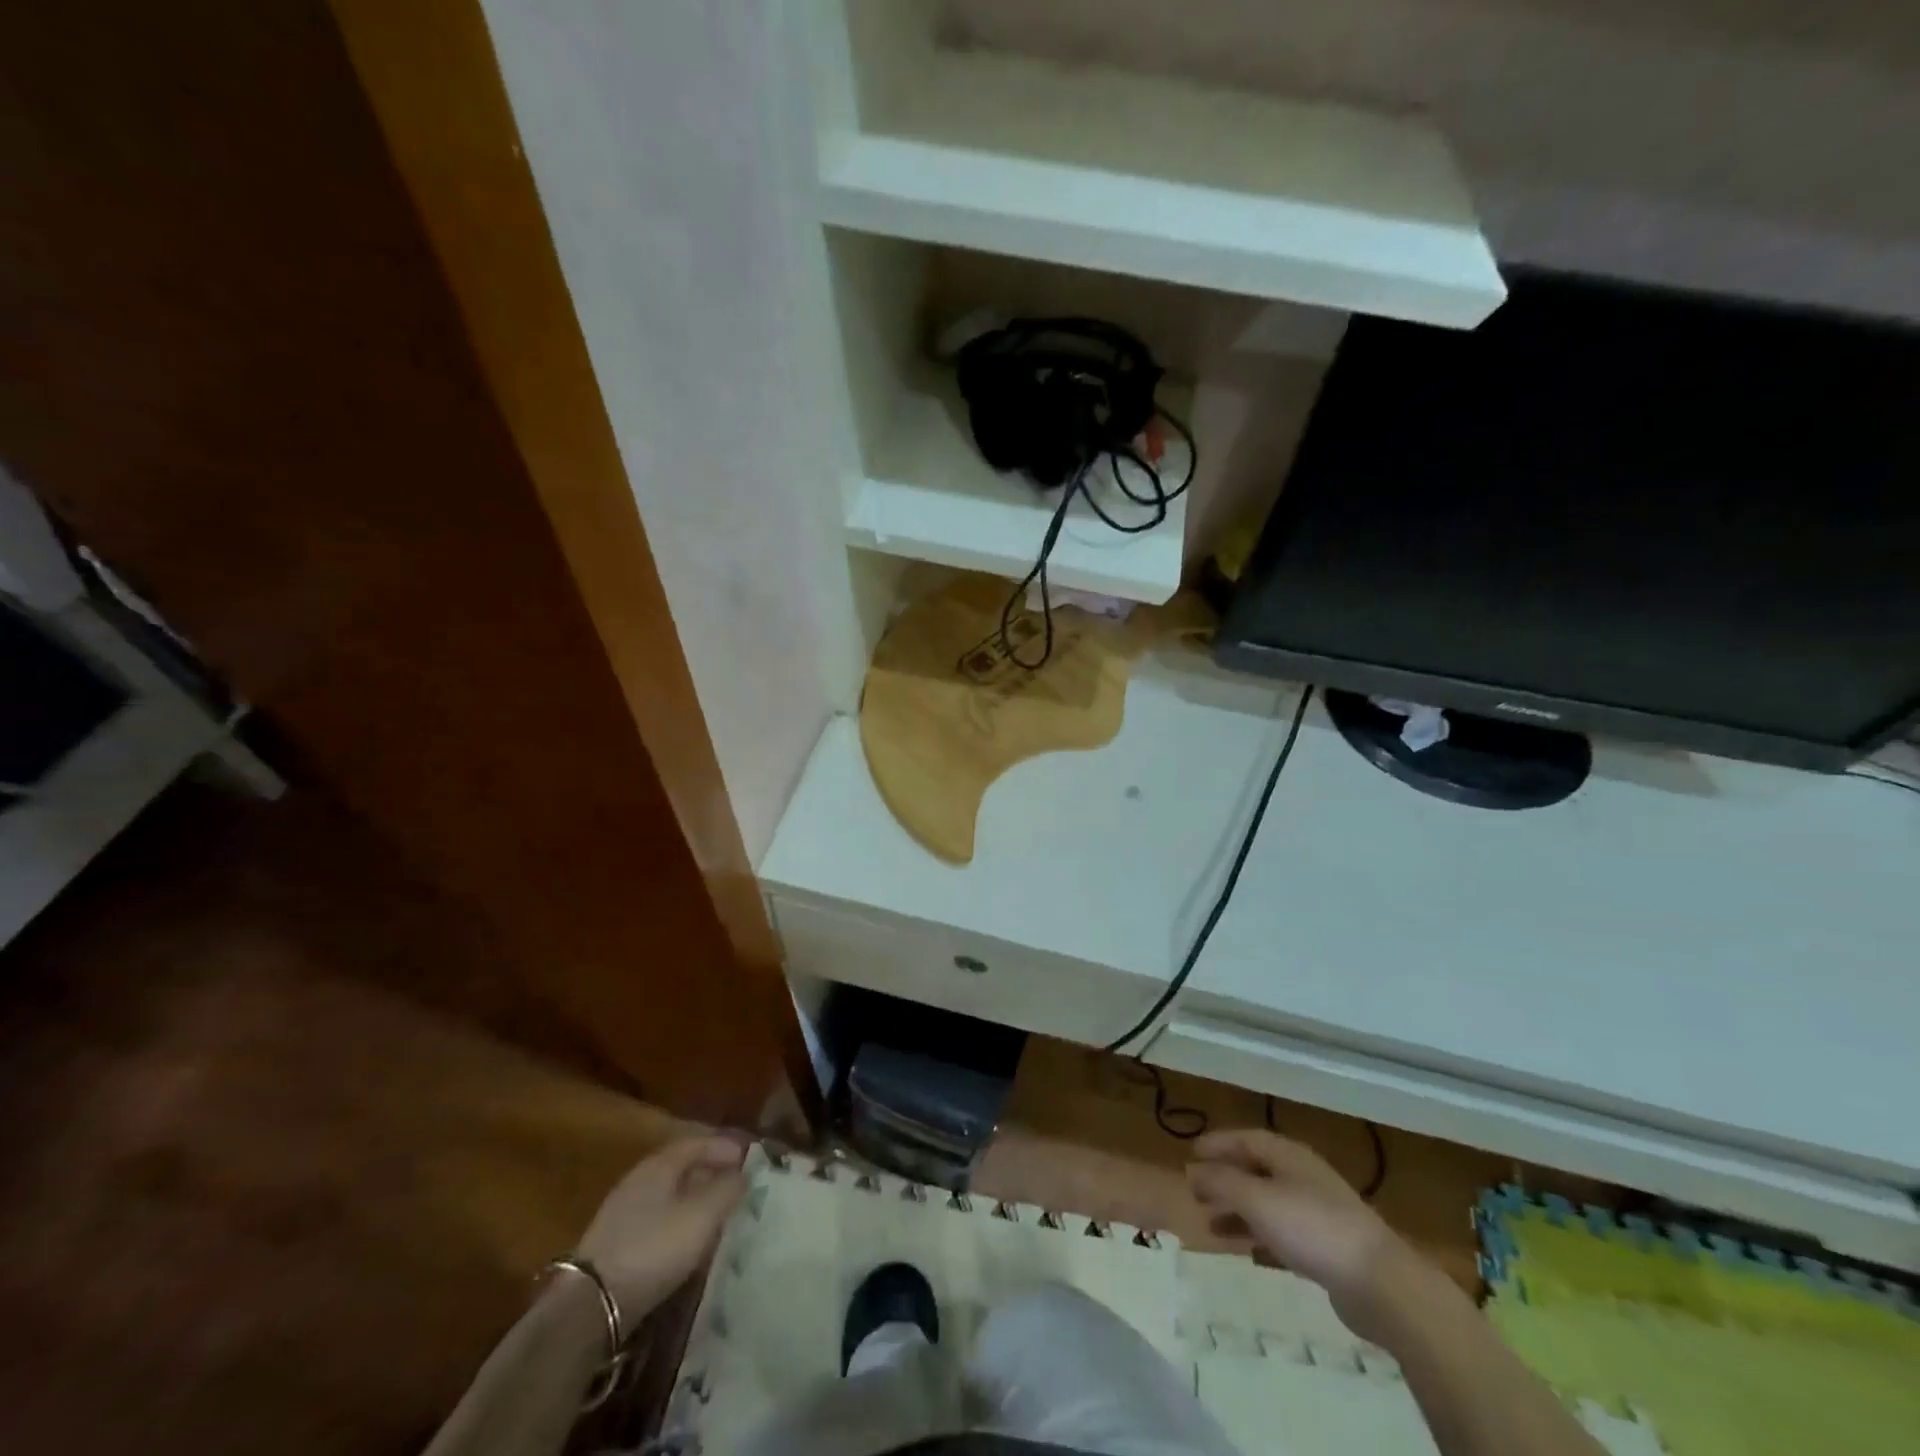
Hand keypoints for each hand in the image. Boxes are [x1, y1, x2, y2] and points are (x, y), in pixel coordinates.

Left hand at [574, 1135, 747, 1320]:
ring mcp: (622, 1212)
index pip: (697, 1142)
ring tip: (717, 1214)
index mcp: (659, 1165)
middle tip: (736, 1185)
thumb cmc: (654, 1248)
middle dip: (710, 1172)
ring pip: (668, 1194)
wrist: (590, 1305)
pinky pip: (656, 1218)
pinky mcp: (614, 1243)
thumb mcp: (702, 1216)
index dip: (724, 1147)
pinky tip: (687, 1240)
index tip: (748, 1158)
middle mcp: (639, 1179)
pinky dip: (677, 1220)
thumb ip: (727, 1190)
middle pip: (681, 1166)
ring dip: (694, 1198)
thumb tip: (742, 1175)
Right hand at [1188, 1128, 1421, 1342]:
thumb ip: (1221, 1181)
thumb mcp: (1257, 1199)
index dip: (1217, 1143)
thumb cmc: (1312, 1228)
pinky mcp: (1326, 1247)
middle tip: (1195, 1191)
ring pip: (1267, 1202)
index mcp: (1288, 1155)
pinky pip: (1282, 1231)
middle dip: (1224, 1178)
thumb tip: (1191, 1169)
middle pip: (1256, 1169)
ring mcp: (1317, 1211)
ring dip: (1237, 1209)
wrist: (1380, 1284)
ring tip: (1210, 1225)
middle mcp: (1302, 1176)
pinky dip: (1259, 1235)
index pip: (1246, 1138)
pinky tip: (1246, 1252)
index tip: (1190, 1154)